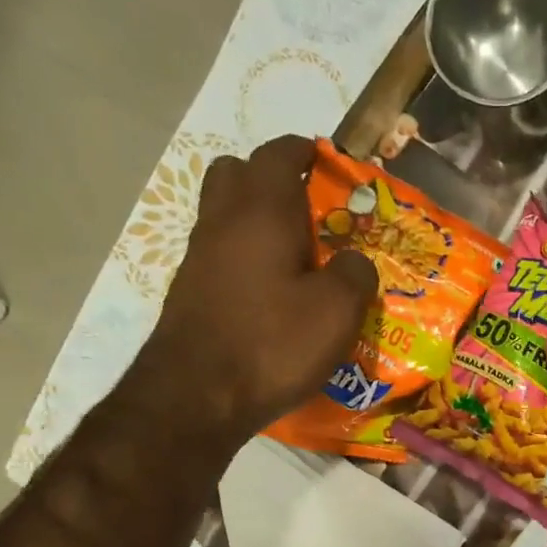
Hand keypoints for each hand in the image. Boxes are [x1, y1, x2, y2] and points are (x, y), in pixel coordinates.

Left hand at [138, 134, 375, 438]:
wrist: (197, 395)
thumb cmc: (273, 343)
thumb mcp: (337, 311)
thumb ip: (355, 274)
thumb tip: (355, 262)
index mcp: (263, 210)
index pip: (280, 154)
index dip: (306, 152)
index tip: (328, 162)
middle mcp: (224, 221)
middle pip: (239, 173)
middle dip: (273, 179)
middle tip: (308, 211)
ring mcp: (200, 256)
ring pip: (226, 214)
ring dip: (257, 221)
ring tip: (296, 257)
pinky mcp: (191, 291)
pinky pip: (222, 254)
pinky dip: (246, 258)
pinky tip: (272, 294)